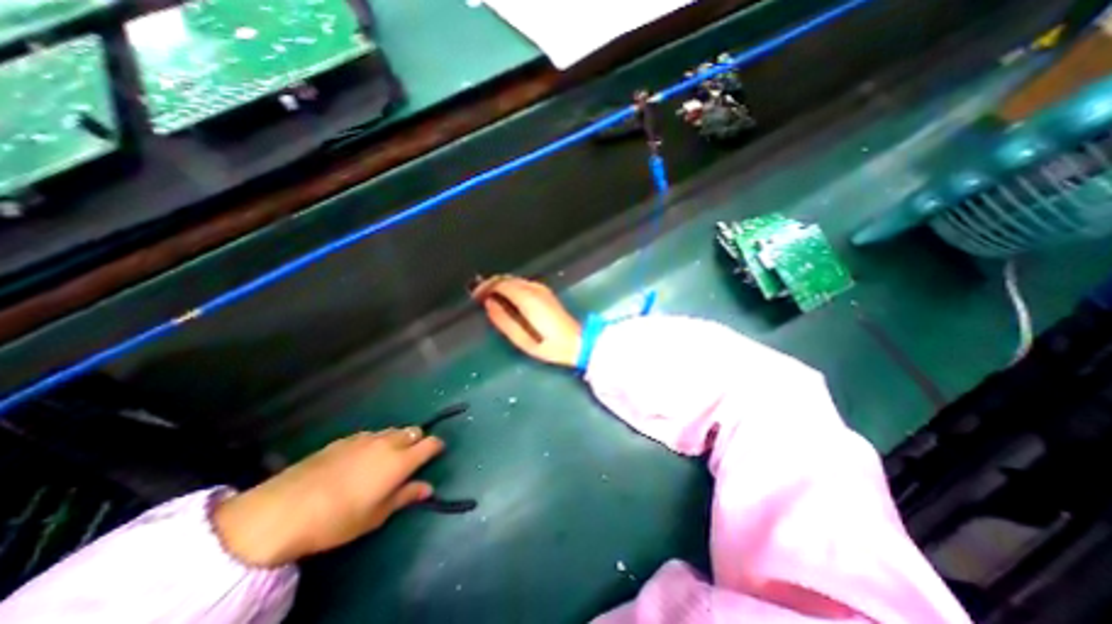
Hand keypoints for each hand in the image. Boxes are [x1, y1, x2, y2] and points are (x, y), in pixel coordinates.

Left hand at [212, 430, 442, 565]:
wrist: (283, 510)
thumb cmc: (338, 518)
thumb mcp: (376, 515)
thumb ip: (406, 496)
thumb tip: (429, 488)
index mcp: (401, 460)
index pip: (431, 443)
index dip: (437, 447)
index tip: (436, 454)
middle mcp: (388, 442)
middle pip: (415, 430)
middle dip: (418, 440)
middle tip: (409, 460)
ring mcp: (366, 437)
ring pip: (394, 430)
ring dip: (398, 439)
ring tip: (385, 459)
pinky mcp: (346, 438)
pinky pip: (372, 434)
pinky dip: (376, 441)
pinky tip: (360, 459)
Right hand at [471, 276, 582, 367]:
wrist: (577, 341)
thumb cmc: (549, 344)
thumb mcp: (522, 339)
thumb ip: (503, 320)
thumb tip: (489, 304)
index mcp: (527, 298)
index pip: (500, 284)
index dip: (485, 288)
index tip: (474, 295)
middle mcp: (534, 288)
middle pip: (507, 279)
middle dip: (491, 285)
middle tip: (479, 296)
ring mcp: (542, 289)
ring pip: (515, 280)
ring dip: (501, 286)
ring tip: (490, 297)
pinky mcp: (546, 292)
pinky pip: (523, 284)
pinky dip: (511, 288)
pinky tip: (507, 298)